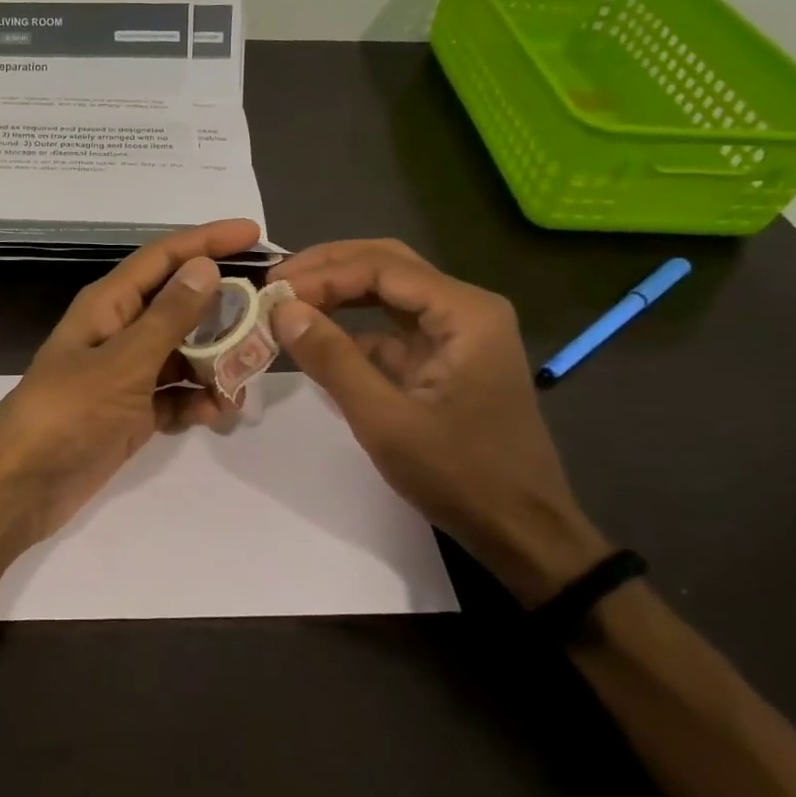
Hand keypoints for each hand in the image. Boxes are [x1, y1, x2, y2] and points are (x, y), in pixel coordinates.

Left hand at [0, 219, 262, 548]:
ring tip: (242, 383)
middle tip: (268, 318)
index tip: (255, 233)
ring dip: (215, 365)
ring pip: (183, 355)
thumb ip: (168, 317)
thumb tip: (206, 266)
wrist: (23, 485)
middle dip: (224, 311)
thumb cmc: (69, 412)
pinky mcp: (132, 412)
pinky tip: (214, 415)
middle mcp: (119, 332)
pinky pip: (175, 396)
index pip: (164, 257)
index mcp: (109, 305)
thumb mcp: (124, 361)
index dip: (207, 240)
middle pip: (180, 306)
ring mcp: (126, 375)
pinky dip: (196, 402)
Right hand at [268, 239, 609, 604]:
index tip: (273, 292)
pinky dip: (352, 326)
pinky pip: (391, 327)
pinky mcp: (443, 359)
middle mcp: (464, 309)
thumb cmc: (461, 475)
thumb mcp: (386, 420)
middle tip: (275, 281)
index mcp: (465, 312)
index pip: (382, 267)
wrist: (522, 531)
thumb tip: (282, 309)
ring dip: (338, 292)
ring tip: (287, 299)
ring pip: (388, 291)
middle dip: (329, 268)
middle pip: (387, 265)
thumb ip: (333, 359)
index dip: (323, 274)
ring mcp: (456, 334)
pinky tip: (316, 337)